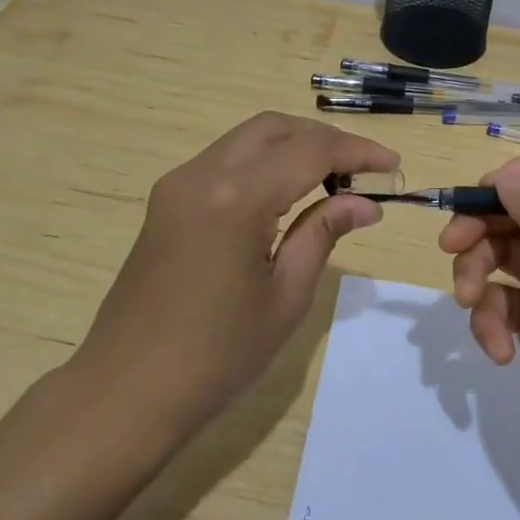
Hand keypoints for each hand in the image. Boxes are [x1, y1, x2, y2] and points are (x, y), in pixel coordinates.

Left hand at [74, 112, 398, 434]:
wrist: (126, 392)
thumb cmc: (215, 356)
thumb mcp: (285, 297)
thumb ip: (323, 234)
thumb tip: (366, 204)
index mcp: (234, 198)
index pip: (309, 151)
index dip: (357, 152)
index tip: (393, 165)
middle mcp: (201, 174)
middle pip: (274, 128)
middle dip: (324, 139)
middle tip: (363, 171)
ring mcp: (177, 185)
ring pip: (247, 139)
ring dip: (293, 147)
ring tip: (333, 181)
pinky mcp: (166, 201)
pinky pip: (224, 161)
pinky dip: (263, 163)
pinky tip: (287, 194)